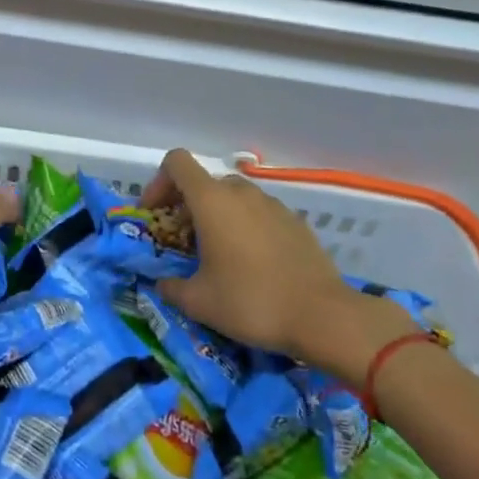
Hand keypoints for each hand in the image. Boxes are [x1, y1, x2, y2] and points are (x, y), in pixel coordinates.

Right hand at [149, 149, 421, 370]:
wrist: (323, 316)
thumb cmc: (252, 302)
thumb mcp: (199, 302)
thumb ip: (171, 288)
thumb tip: (162, 284)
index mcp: (211, 201)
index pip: (176, 162)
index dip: (159, 182)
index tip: (156, 214)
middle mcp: (241, 192)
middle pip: (205, 183)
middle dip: (188, 208)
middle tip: (184, 243)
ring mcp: (272, 204)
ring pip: (234, 199)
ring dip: (218, 218)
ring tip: (219, 256)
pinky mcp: (295, 222)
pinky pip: (260, 215)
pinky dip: (247, 228)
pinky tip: (253, 265)